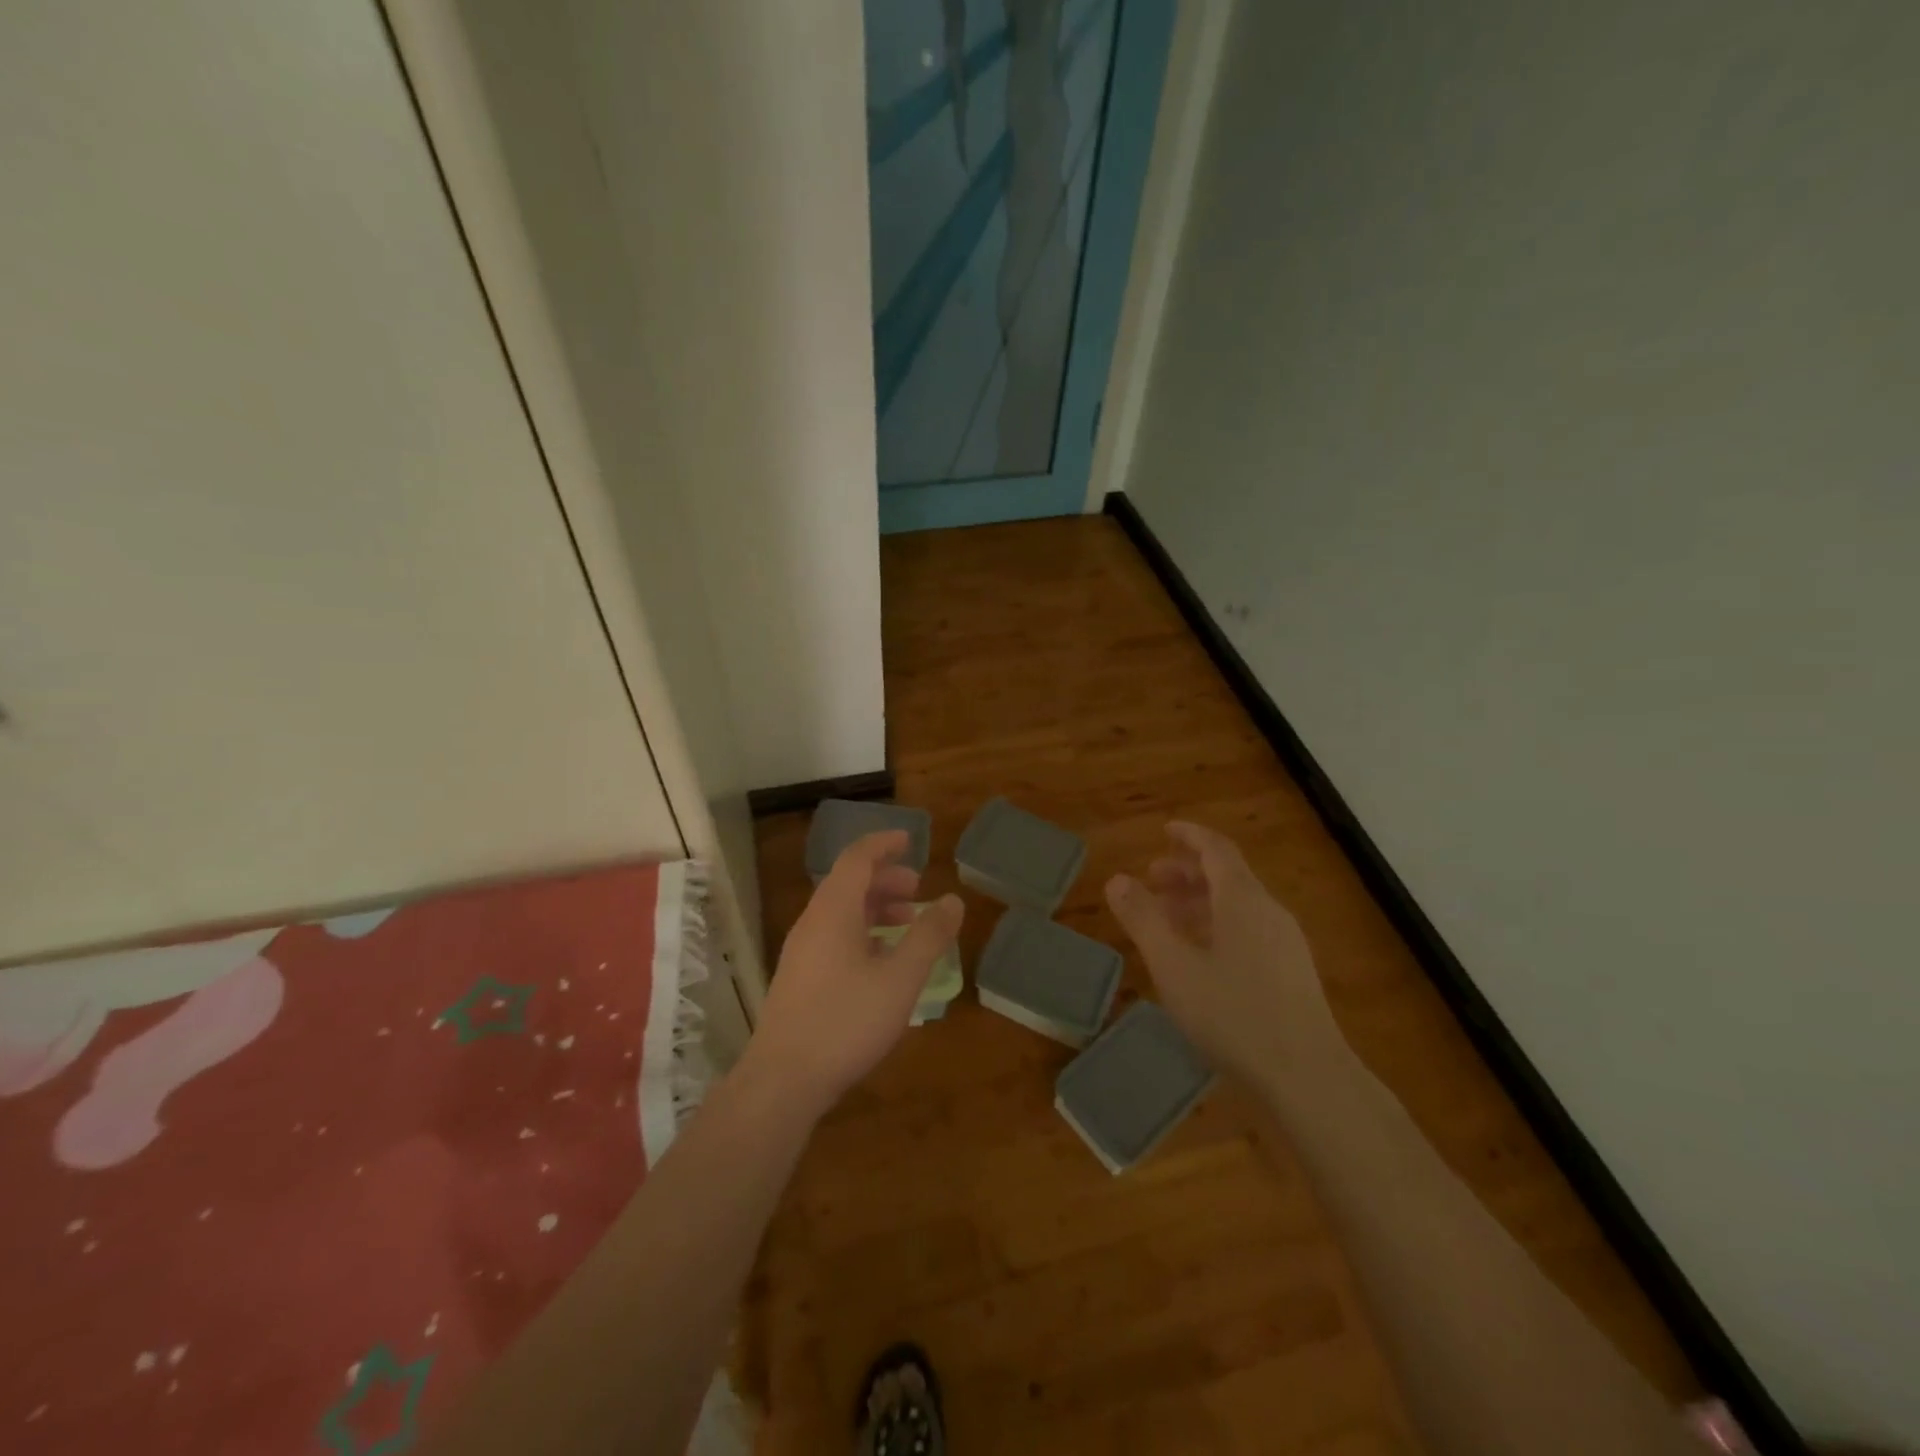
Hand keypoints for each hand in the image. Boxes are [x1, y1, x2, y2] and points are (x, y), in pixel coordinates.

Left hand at [745, 830, 962, 1116]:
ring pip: (841, 913)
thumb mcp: (900, 978)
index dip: (883, 844)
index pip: (857, 858)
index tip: (910, 840)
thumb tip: (952, 900)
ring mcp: (802, 951)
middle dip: (885, 879)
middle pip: (848, 883)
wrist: (782, 1080)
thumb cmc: (846, 1021)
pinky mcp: (799, 978)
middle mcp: (813, 922)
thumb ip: (928, 936)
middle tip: (917, 890)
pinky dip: (862, 933)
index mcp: (834, 911)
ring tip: (907, 923)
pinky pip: (834, 937)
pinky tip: (882, 962)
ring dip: (875, 908)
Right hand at [1106, 822, 1344, 1100]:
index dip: (1190, 836)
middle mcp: (1269, 912)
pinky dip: (1218, 926)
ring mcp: (1286, 943)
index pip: (1216, 849)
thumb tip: (1117, 880)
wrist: (1308, 1078)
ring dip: (1201, 902)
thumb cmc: (1234, 1015)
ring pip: (1238, 906)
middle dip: (1188, 873)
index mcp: (1243, 900)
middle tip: (1152, 881)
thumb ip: (1143, 920)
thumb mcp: (1174, 966)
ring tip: (1168, 920)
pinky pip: (1250, 930)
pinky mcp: (1293, 972)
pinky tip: (1201, 957)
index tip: (1165, 831)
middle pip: (1228, 876)